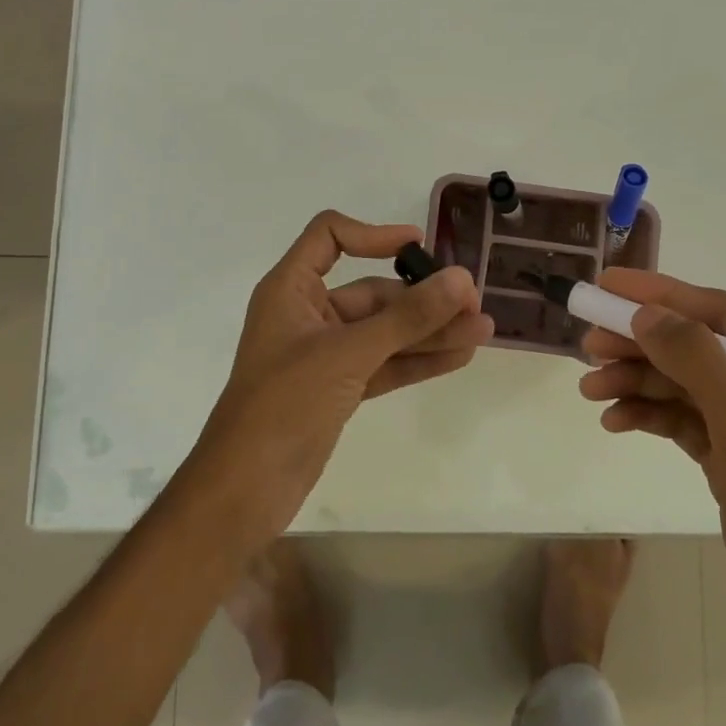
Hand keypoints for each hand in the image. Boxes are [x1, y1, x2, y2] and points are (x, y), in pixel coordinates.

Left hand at [196, 211, 491, 542]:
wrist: (243, 491)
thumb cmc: (284, 404)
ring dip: (430, 330)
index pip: (330, 237)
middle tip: (473, 302)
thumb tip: (461, 279)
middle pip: (370, 290)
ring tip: (482, 330)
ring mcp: (324, 355)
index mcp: (291, 289)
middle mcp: (308, 314)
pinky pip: (384, 363)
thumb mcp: (348, 353)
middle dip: (422, 297)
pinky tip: (459, 356)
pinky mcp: (338, 389)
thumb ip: (407, 318)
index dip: (374, 234)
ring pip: (384, 331)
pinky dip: (417, 360)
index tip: (419, 245)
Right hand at [577, 268, 725, 707]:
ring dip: (638, 382)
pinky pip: (686, 423)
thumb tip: (645, 312)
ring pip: (689, 386)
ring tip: (589, 388)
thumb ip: (698, 363)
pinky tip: (614, 421)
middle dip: (644, 343)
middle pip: (703, 349)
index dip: (665, 295)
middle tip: (587, 342)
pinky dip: (650, 417)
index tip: (607, 285)